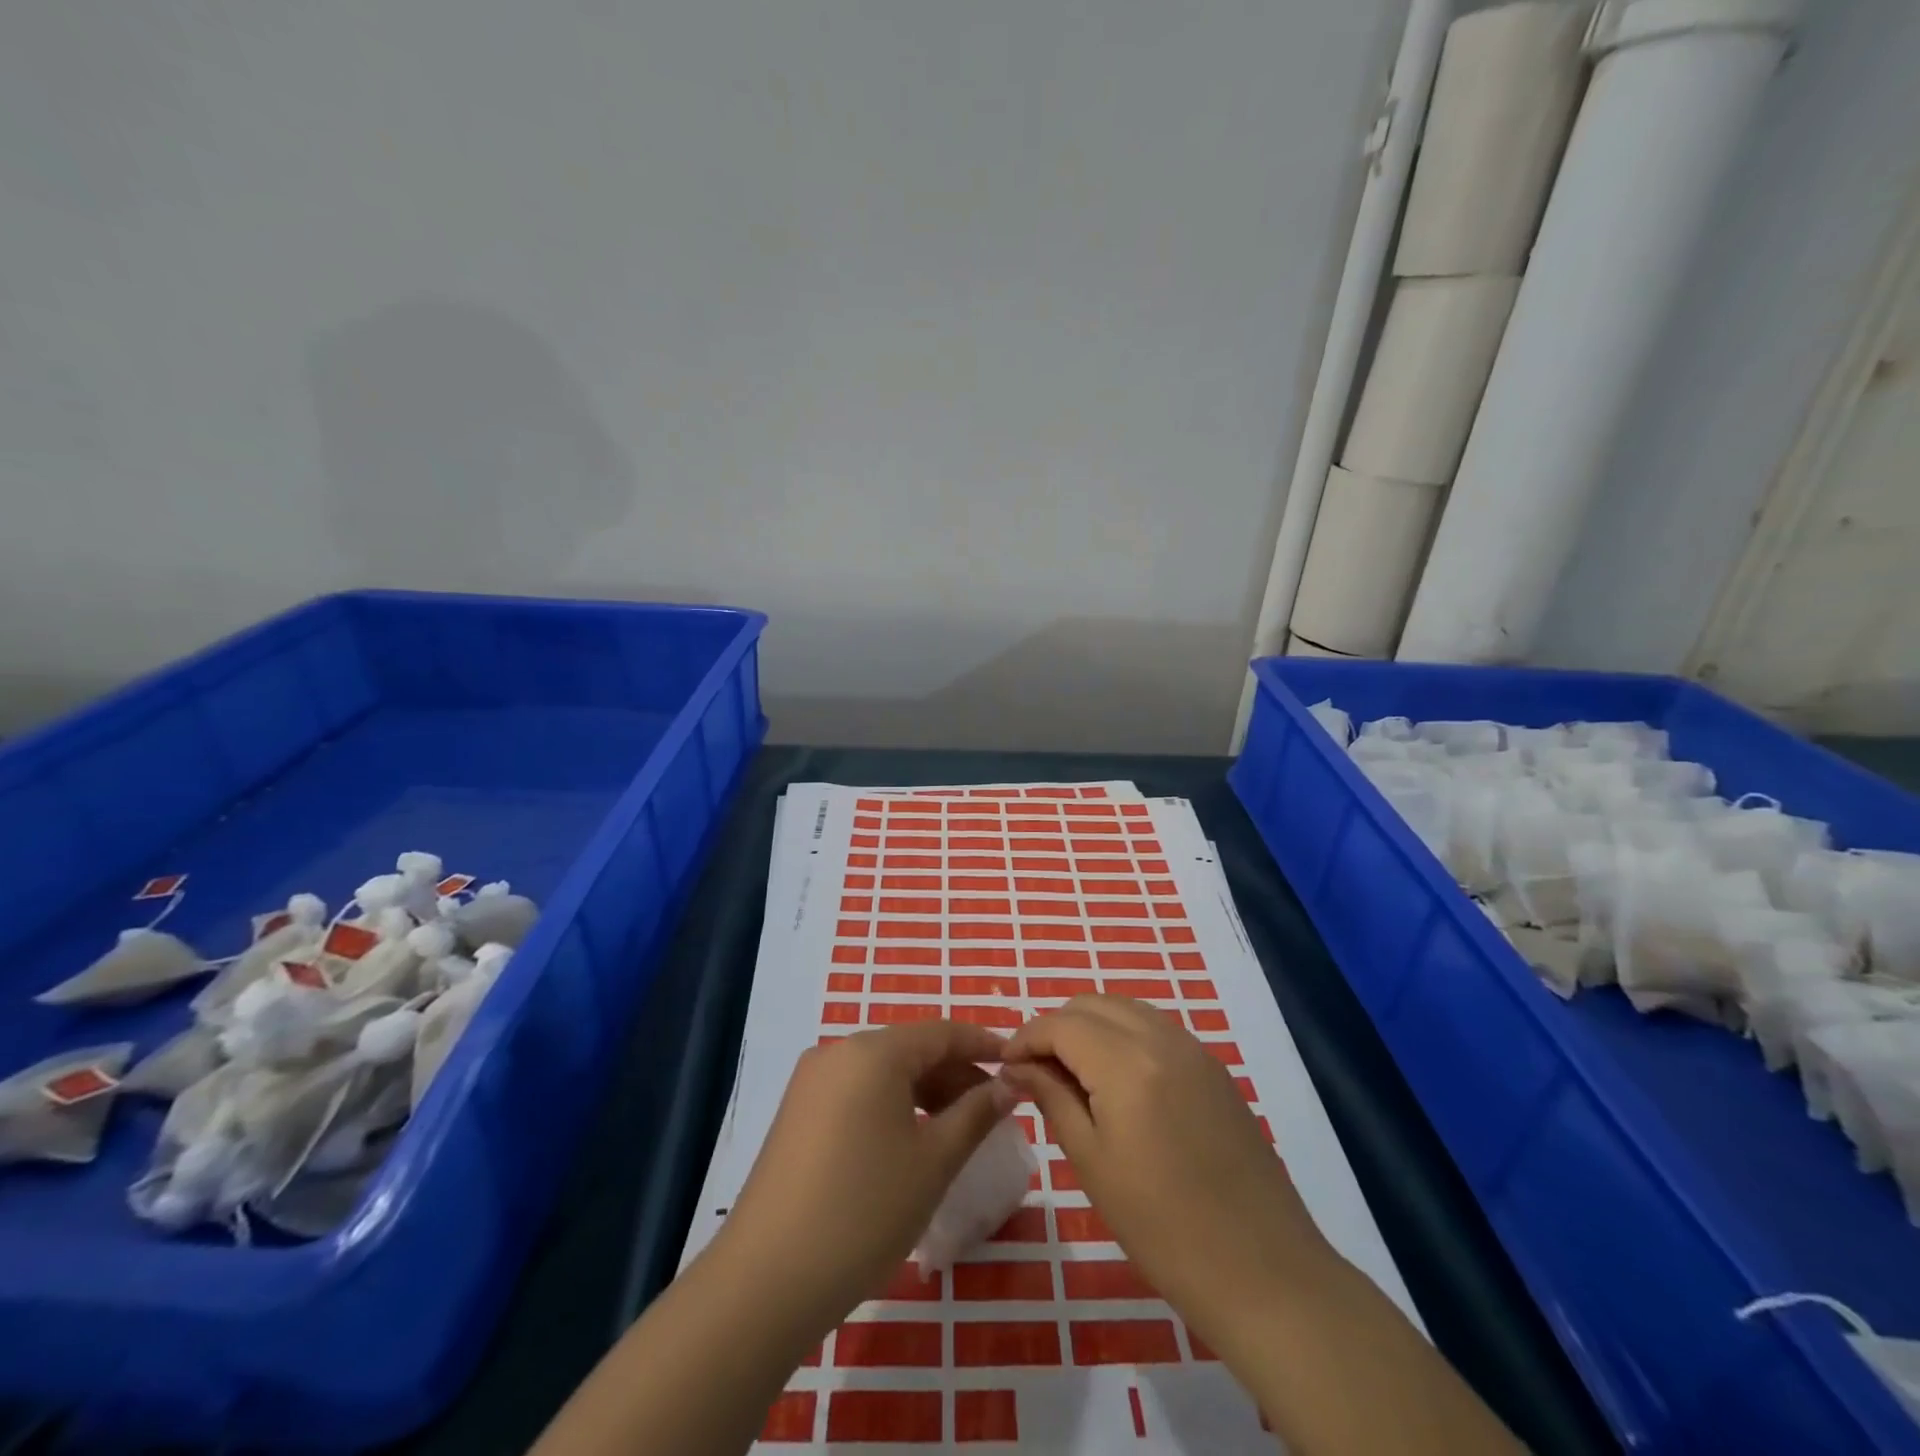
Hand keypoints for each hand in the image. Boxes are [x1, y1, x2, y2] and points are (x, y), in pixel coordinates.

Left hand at [714, 1019, 1015, 1333]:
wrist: (767, 1280)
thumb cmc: (864, 1211)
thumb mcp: (934, 1162)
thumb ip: (976, 1114)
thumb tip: (1008, 1085)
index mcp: (873, 1051)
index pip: (941, 1033)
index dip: (982, 1045)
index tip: (1017, 1062)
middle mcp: (838, 1052)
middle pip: (911, 1050)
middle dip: (956, 1074)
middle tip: (995, 1109)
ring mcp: (812, 1082)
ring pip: (884, 1072)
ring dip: (926, 1092)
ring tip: (960, 1128)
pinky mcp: (798, 1113)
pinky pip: (858, 1093)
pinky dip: (893, 1106)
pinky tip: (912, 1141)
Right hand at [1002, 995, 1330, 1340]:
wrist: (1264, 1273)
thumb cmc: (1164, 1229)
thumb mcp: (1093, 1164)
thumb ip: (1052, 1099)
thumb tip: (1017, 1067)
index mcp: (1127, 1064)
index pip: (1062, 1024)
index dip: (1026, 1038)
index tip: (1005, 1065)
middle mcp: (1162, 1039)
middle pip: (1093, 1004)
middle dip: (1056, 1027)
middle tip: (1036, 1070)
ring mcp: (1194, 1049)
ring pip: (1126, 1009)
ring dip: (1091, 1026)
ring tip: (1072, 1072)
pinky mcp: (1214, 1068)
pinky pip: (1156, 1028)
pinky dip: (1124, 1035)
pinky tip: (1117, 1080)